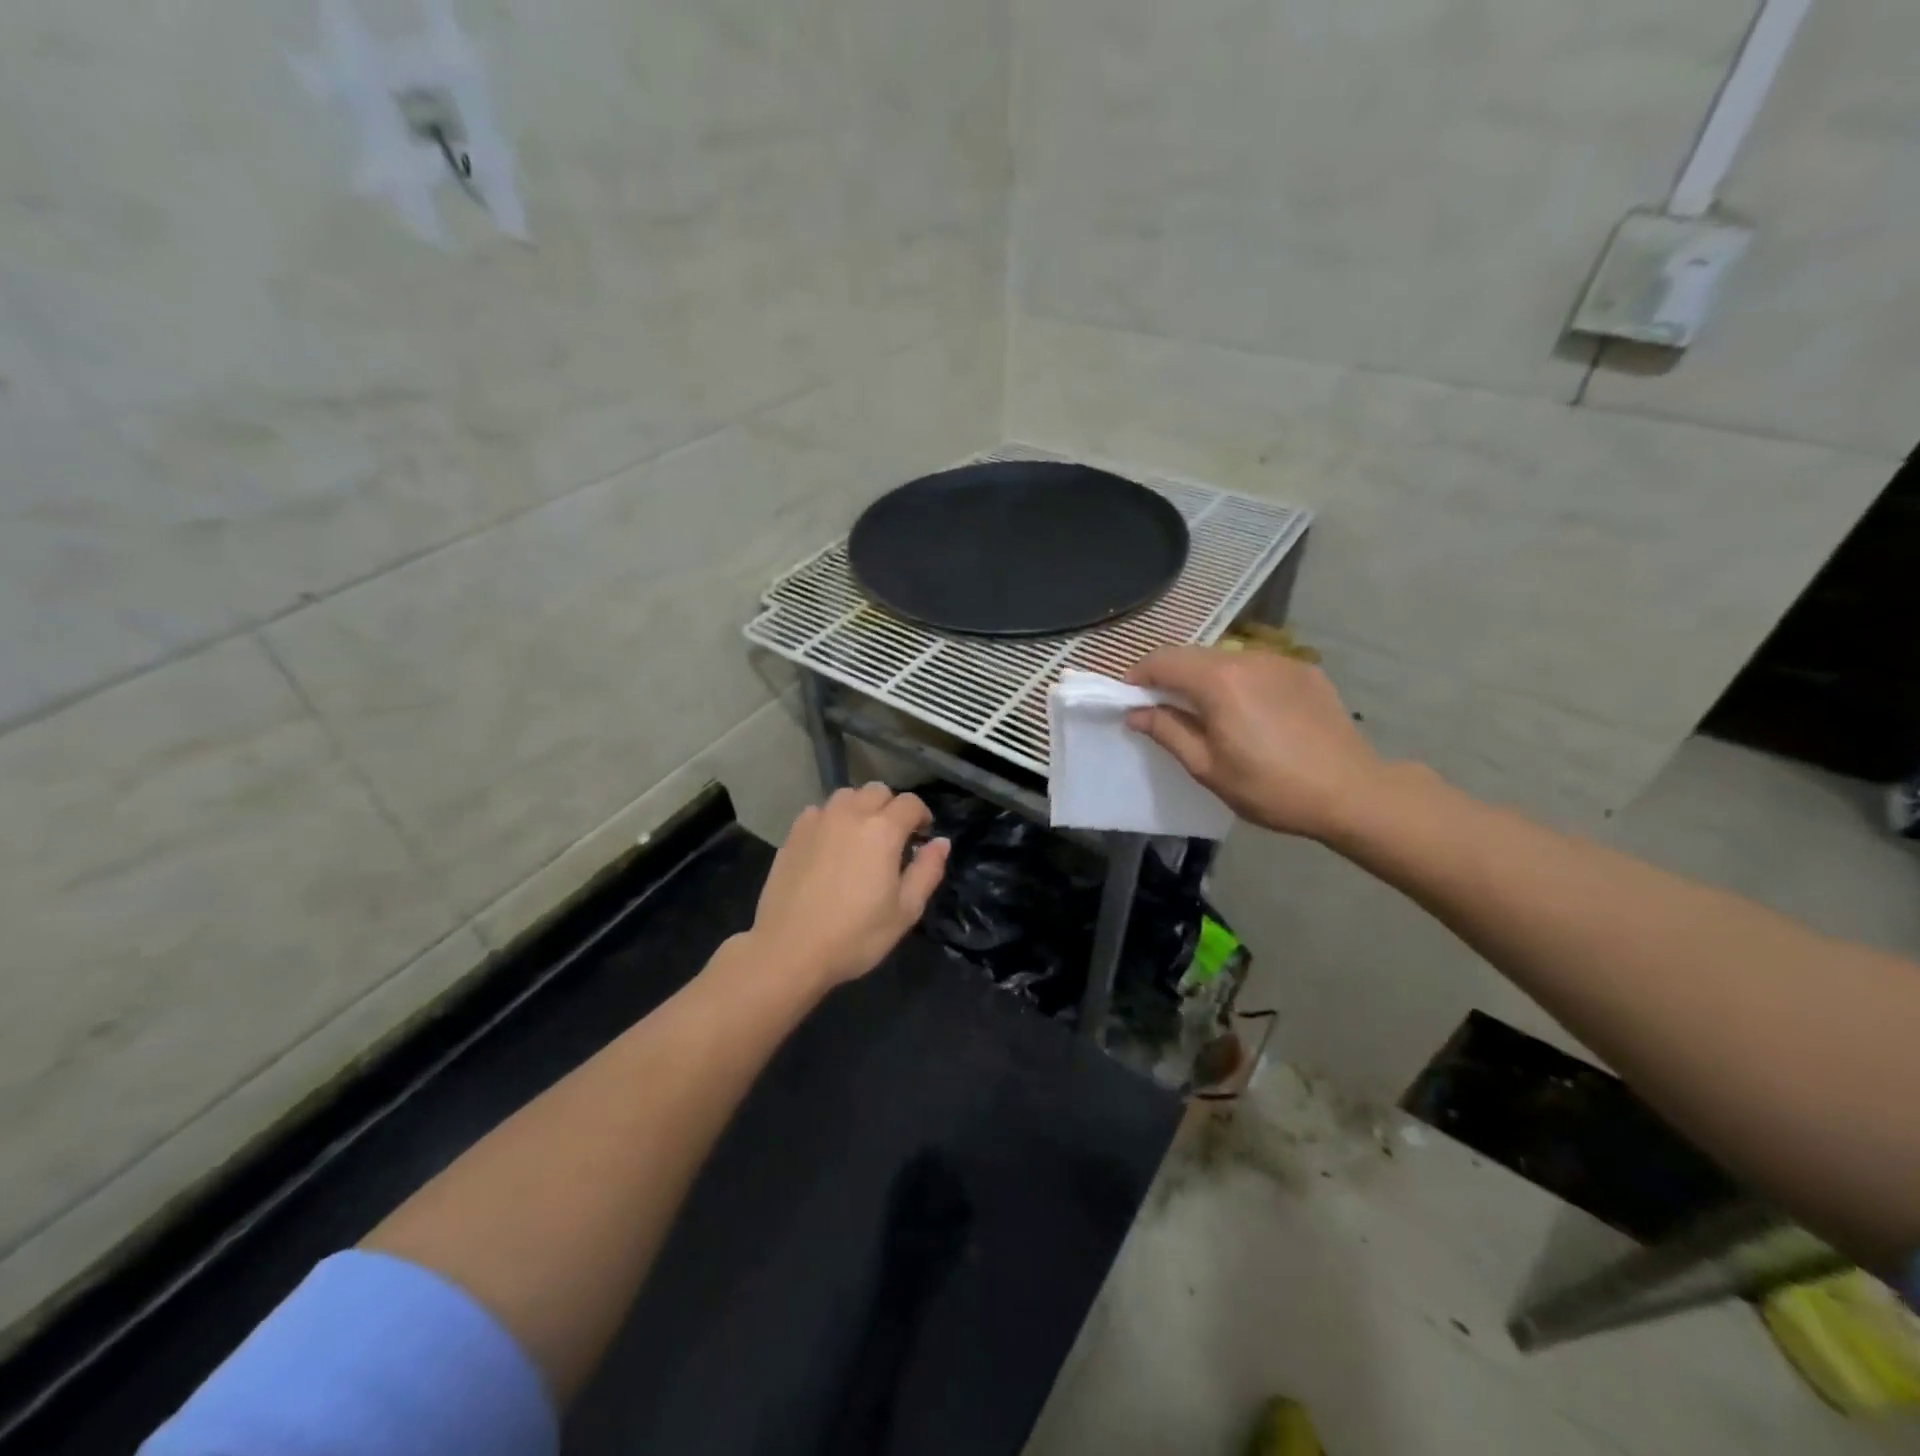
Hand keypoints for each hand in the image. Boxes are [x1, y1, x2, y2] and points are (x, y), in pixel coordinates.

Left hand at [750, 784, 950, 987]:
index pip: (911, 803)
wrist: (789, 949)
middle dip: (891, 808)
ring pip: (847, 796)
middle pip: (878, 791)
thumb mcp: (905, 911)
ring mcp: (818, 820)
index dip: (922, 816)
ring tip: (860, 837)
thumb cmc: (855, 935)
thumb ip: (927, 870)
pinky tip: (830, 846)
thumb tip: (941, 842)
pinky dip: (831, 819)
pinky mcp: (793, 833)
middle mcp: (851, 814)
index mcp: (883, 830)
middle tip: (892, 838)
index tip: (921, 837)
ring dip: (860, 808)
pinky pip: (819, 811)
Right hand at [1125, 646, 1384, 841]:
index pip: (1163, 660)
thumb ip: (1168, 731)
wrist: (1351, 792)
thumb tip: (1137, 713)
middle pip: (1193, 655)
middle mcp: (1247, 659)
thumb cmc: (1270, 787)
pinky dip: (1239, 681)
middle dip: (1170, 676)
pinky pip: (1257, 667)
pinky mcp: (1305, 671)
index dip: (1138, 675)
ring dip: (1205, 678)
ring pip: (1226, 659)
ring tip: (1207, 713)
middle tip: (1161, 708)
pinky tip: (1250, 713)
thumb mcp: (1207, 768)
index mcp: (1218, 681)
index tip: (1130, 698)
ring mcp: (1280, 661)